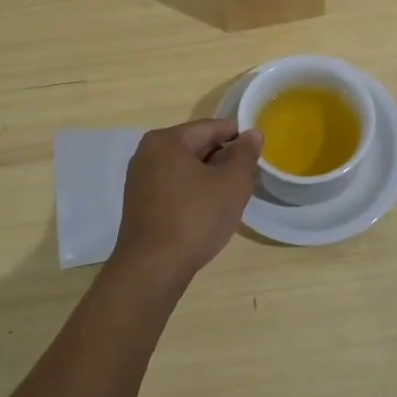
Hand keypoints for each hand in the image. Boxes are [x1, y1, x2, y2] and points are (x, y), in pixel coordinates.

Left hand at [112, 118, 260, 286]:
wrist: (152, 268)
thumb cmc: (195, 219)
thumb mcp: (231, 184)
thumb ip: (244, 154)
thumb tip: (252, 134)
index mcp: (167, 140)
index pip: (211, 127)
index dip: (238, 136)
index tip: (258, 150)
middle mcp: (148, 153)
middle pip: (195, 145)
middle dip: (223, 157)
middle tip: (248, 175)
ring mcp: (140, 178)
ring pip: (185, 167)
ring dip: (209, 176)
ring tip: (232, 193)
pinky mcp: (139, 203)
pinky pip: (173, 185)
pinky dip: (193, 190)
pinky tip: (208, 208)